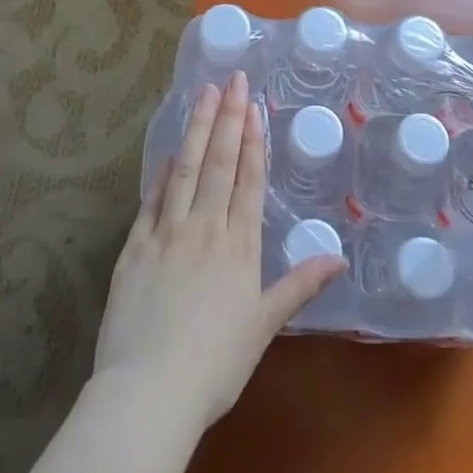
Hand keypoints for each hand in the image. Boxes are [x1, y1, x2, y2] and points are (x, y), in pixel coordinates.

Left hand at [93, 72, 345, 434]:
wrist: (149, 392)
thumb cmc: (215, 365)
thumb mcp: (264, 327)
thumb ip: (299, 286)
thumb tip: (339, 259)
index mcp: (238, 247)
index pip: (247, 181)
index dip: (252, 142)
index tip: (253, 107)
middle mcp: (204, 229)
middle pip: (219, 164)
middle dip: (227, 119)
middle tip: (232, 80)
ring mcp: (166, 235)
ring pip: (185, 171)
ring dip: (196, 130)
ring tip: (203, 95)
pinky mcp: (134, 249)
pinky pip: (151, 202)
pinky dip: (161, 174)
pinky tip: (168, 153)